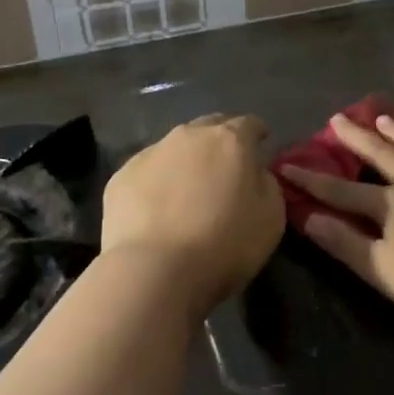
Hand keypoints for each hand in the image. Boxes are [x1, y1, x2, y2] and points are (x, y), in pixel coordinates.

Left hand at [102, 114, 284, 314]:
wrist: (155, 271)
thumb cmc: (224, 244)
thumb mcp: (271, 217)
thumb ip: (266, 184)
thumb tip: (255, 173)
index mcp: (230, 140)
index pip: (249, 124)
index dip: (257, 134)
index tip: (261, 146)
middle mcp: (189, 136)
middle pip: (209, 127)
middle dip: (220, 141)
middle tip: (226, 167)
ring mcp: (151, 153)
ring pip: (175, 148)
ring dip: (186, 161)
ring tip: (188, 190)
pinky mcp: (121, 176)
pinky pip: (148, 172)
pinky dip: (157, 183)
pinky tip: (157, 209)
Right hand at [281, 113, 393, 324]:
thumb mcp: (382, 269)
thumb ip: (344, 243)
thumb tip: (307, 217)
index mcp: (390, 205)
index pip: (342, 190)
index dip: (313, 181)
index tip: (287, 166)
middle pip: (381, 156)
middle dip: (356, 139)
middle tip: (337, 118)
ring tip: (383, 116)